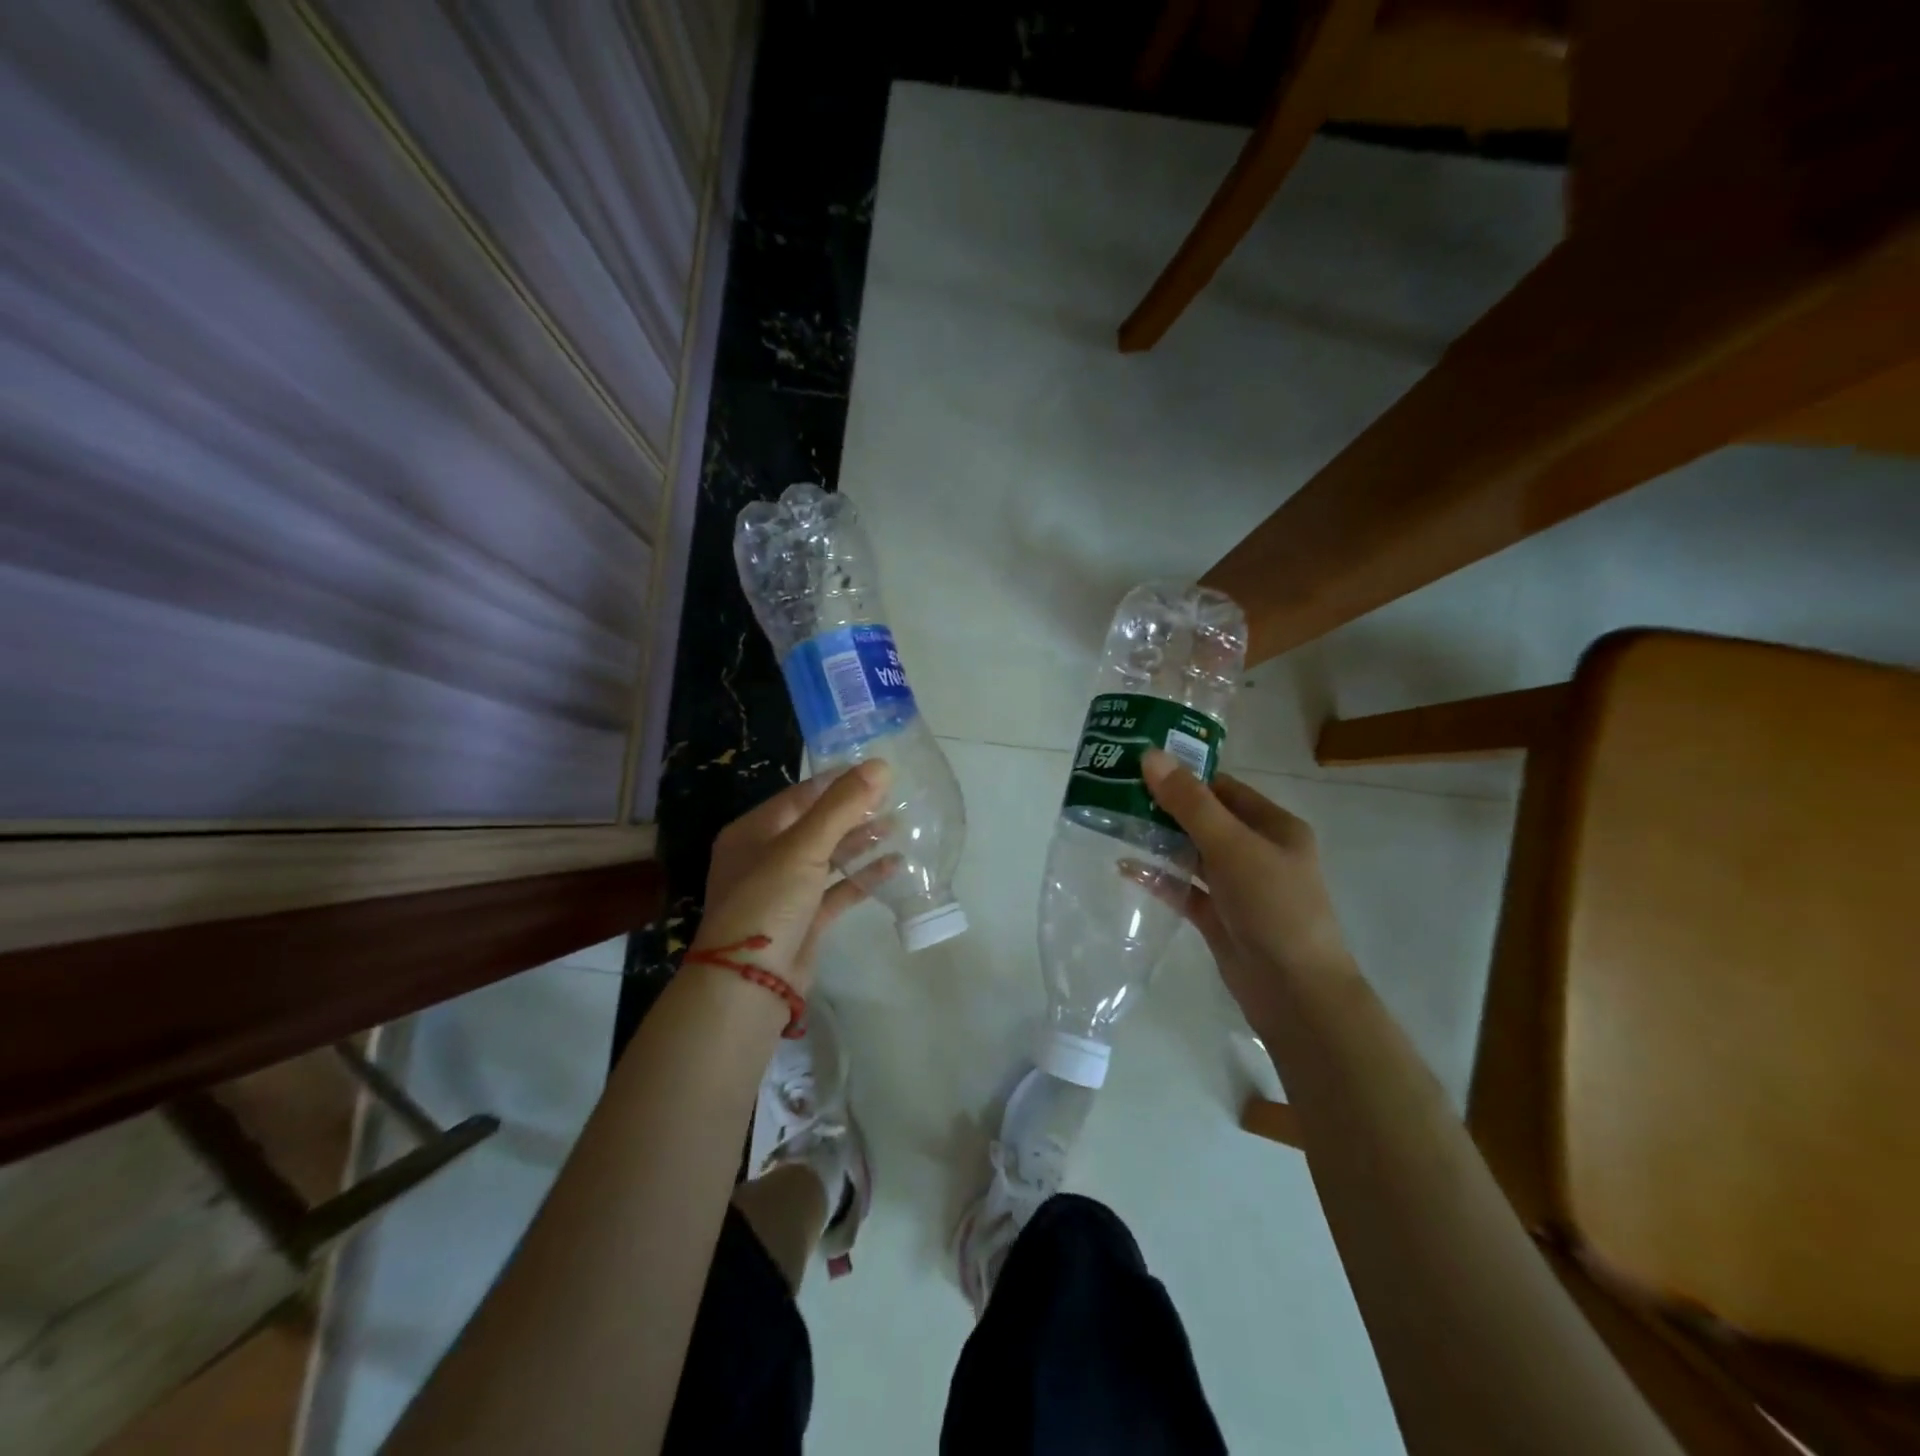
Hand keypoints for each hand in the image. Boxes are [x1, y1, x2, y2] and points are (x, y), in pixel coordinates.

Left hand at [694, 762, 892, 992]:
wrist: (749, 984)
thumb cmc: (768, 902)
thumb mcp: (803, 847)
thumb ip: (842, 805)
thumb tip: (880, 764)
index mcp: (752, 833)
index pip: (799, 796)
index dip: (836, 782)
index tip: (874, 770)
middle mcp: (765, 857)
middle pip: (816, 825)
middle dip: (853, 812)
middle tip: (893, 798)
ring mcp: (785, 890)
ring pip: (829, 857)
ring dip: (861, 843)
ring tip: (899, 826)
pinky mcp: (805, 919)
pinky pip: (838, 890)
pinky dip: (863, 878)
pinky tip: (894, 865)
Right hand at [1140, 749, 1354, 1026]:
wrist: (1295, 993)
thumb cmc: (1273, 907)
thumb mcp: (1232, 846)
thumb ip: (1190, 803)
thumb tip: (1151, 756)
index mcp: (1275, 828)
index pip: (1224, 789)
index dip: (1186, 775)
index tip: (1140, 765)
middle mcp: (1258, 852)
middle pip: (1205, 820)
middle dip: (1165, 807)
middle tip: (1117, 791)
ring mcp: (1238, 887)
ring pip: (1192, 854)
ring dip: (1159, 841)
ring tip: (1114, 823)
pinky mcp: (1220, 918)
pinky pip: (1184, 888)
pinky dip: (1159, 877)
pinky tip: (1125, 867)